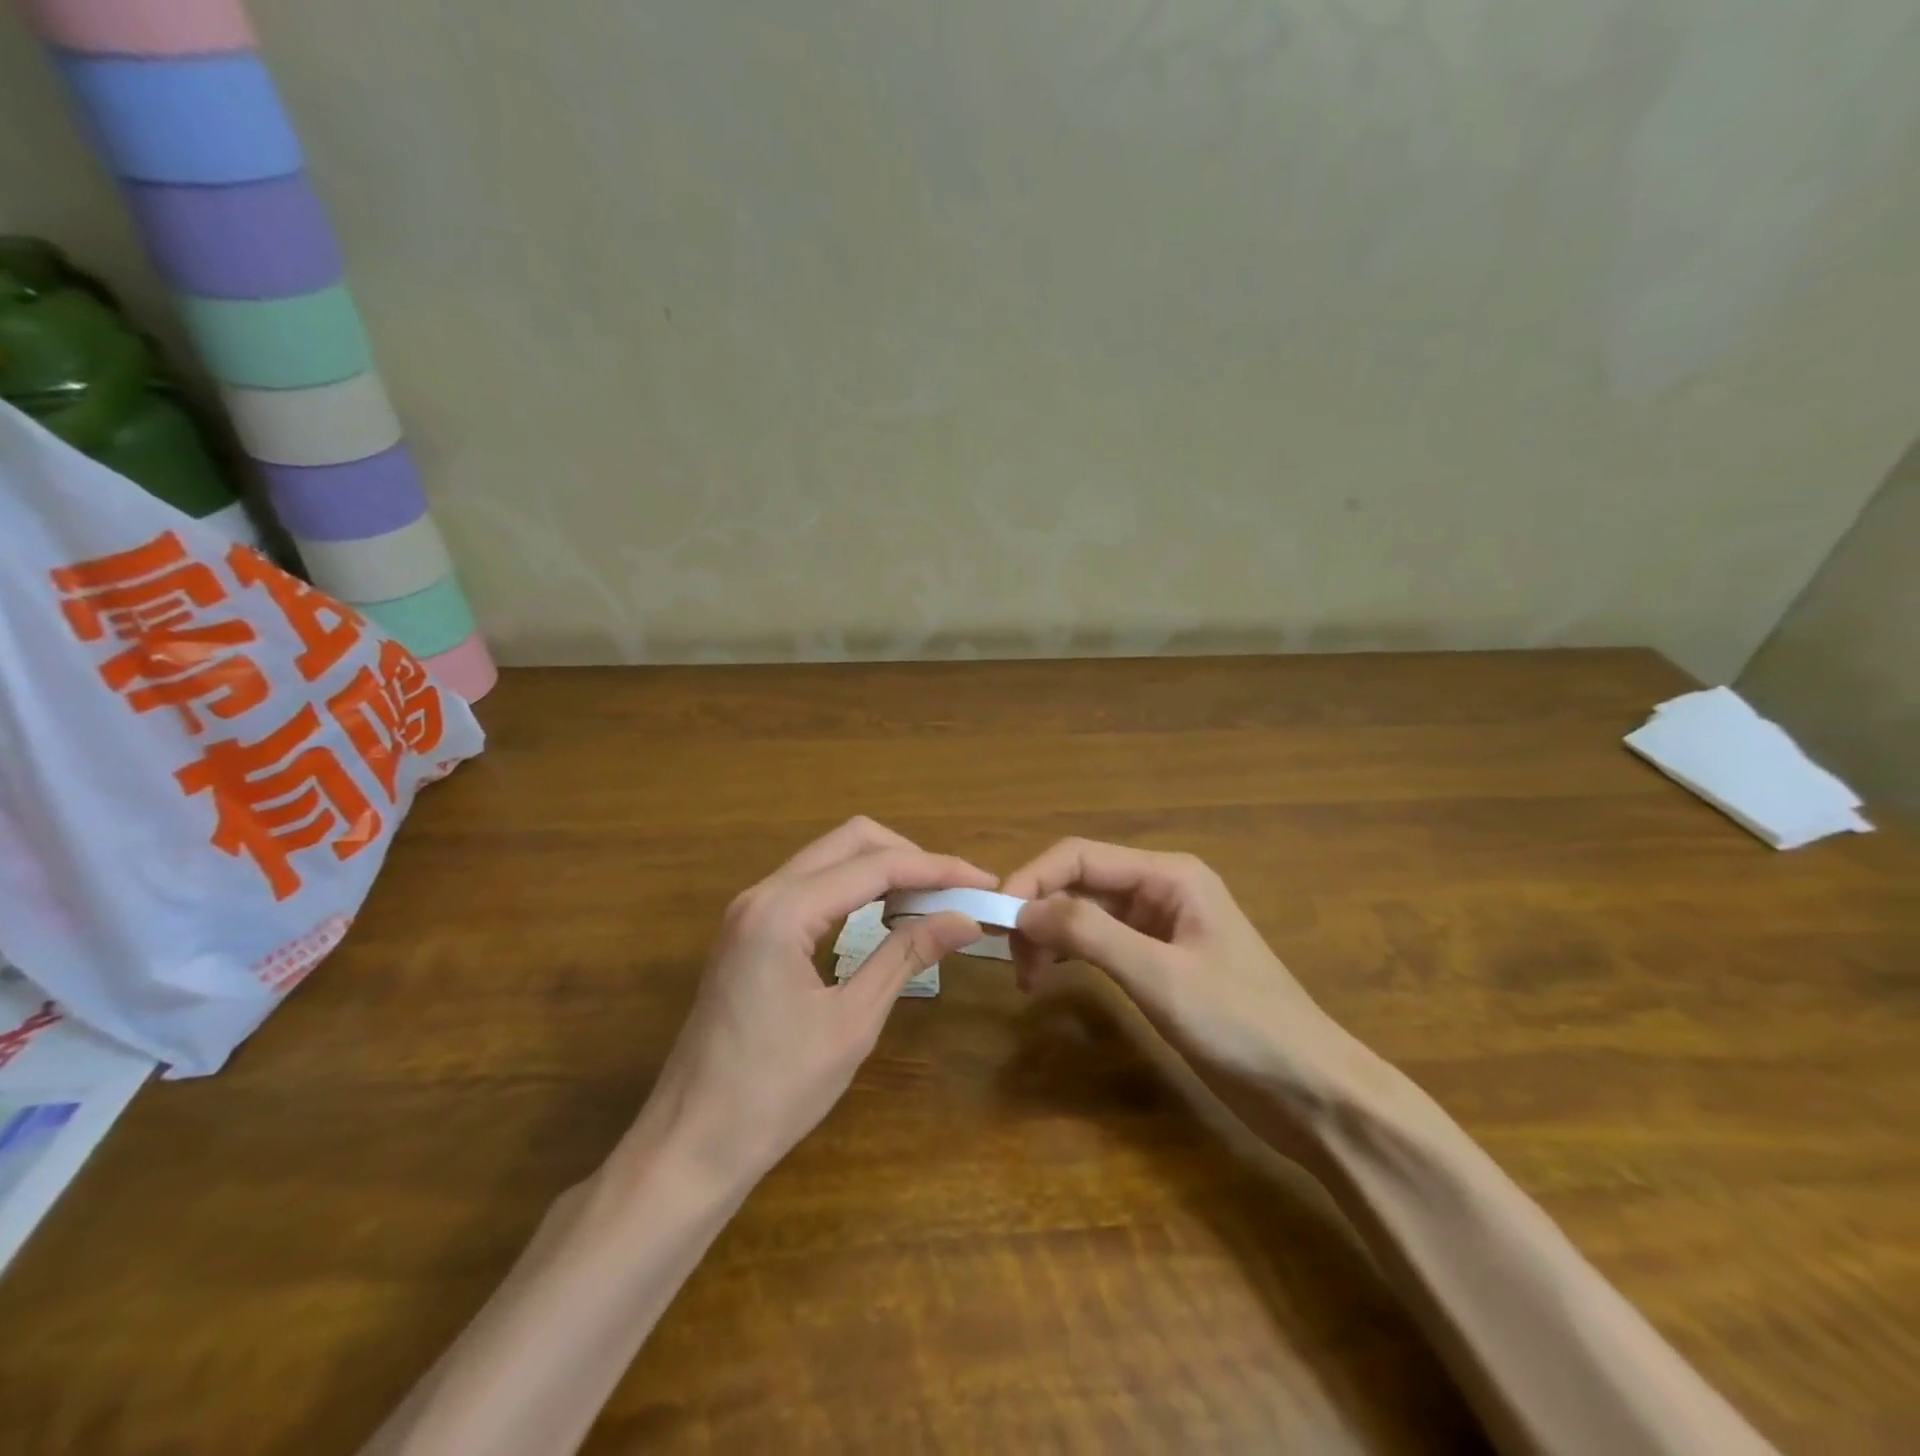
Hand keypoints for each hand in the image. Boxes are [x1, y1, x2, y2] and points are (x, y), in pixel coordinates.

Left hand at [623, 818, 989, 1190]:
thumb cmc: (775, 1092)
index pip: (876, 865)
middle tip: (955, 891)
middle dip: (909, 857)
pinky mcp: (748, 931)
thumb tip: (966, 918)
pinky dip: (854, 890)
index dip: (937, 869)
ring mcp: (750, 910)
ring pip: (829, 859)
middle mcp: (762, 893)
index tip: (984, 883)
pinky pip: (811, 887)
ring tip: (930, 902)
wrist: (691, 1145)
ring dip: (882, 870)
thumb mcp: (852, 1021)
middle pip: (850, 841)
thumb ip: (907, 955)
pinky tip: (883, 916)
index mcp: (784, 910)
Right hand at [1003, 839, 1356, 1102]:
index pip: (1079, 856)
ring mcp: (1162, 927)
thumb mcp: (1159, 976)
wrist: (1314, 1093)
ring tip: (1029, 979)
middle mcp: (1162, 890)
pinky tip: (1055, 978)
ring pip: (1087, 914)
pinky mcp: (1162, 962)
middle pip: (1080, 882)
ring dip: (1052, 936)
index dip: (1031, 880)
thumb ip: (1089, 934)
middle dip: (1039, 912)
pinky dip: (1073, 956)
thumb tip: (1021, 909)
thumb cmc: (1242, 1026)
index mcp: (1168, 875)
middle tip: (1012, 963)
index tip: (993, 921)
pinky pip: (1103, 943)